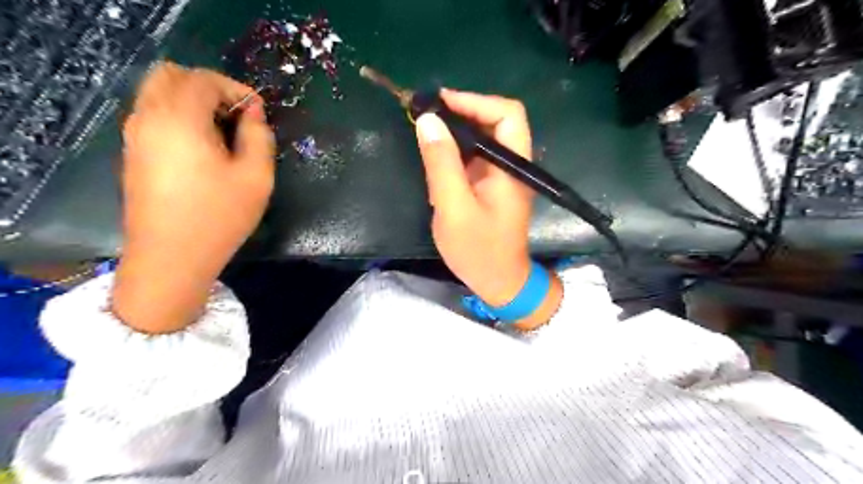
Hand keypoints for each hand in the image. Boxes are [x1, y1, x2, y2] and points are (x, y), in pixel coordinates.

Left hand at [109, 61, 272, 331]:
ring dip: (193, 102)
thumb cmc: (219, 217)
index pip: (203, 79)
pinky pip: (154, 116)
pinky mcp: (133, 154)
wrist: (171, 258)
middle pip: (171, 76)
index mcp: (179, 119)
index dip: (235, 88)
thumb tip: (253, 113)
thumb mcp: (256, 177)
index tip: (258, 111)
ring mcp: (135, 136)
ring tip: (224, 133)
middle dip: (209, 87)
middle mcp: (148, 118)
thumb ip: (259, 137)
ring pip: (158, 94)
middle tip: (237, 115)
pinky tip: (204, 148)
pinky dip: (179, 117)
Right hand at [415, 89, 564, 327]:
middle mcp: (512, 164)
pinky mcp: (491, 184)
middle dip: (462, 111)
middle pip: (495, 120)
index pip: (507, 114)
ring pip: (483, 136)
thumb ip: (442, 164)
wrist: (498, 281)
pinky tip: (436, 154)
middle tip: (426, 115)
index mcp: (513, 166)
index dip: (475, 101)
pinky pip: (475, 155)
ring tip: (426, 130)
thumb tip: (427, 120)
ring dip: (456, 129)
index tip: (439, 103)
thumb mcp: (454, 208)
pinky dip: (455, 149)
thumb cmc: (478, 250)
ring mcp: (502, 174)